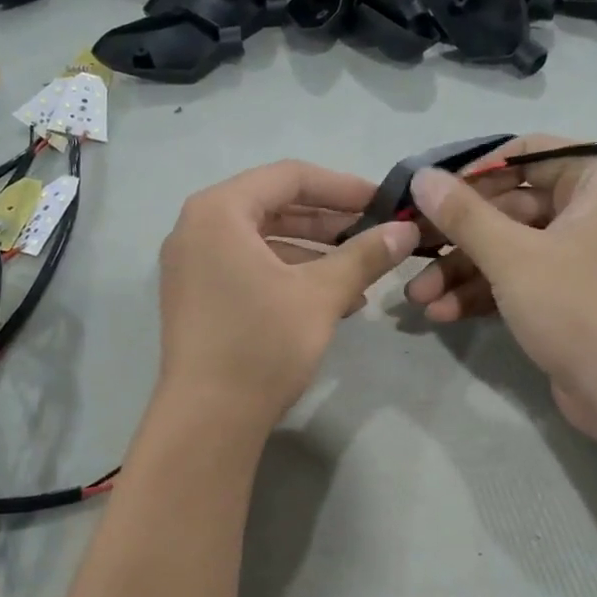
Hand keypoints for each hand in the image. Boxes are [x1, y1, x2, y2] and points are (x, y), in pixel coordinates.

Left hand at [157, 161, 419, 431]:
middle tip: (375, 236)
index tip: (382, 203)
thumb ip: (364, 255)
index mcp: (219, 211)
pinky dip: (288, 277)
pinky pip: (248, 269)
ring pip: (263, 243)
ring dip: (314, 255)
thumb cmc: (262, 343)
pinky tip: (332, 301)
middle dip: (329, 223)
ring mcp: (192, 265)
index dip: (342, 186)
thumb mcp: (321, 294)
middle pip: (274, 208)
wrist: (208, 419)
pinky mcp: (197, 298)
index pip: (289, 177)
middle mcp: (197, 228)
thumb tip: (404, 232)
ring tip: (361, 276)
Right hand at [404, 135, 596, 436]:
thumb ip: (463, 214)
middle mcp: (594, 210)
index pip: (525, 154)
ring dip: (461, 272)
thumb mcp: (512, 256)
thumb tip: (421, 176)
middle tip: (410, 250)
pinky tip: (441, 312)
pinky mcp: (569, 296)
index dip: (472, 173)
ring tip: (417, 296)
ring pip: (509, 248)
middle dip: (457, 237)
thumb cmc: (578, 306)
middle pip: (510, 207)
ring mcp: (582, 256)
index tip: (428, 194)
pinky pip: (520, 280)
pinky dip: (483, 293)